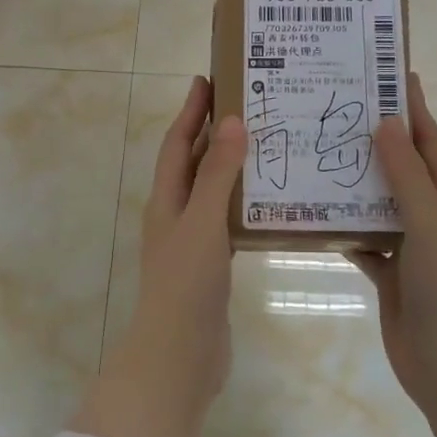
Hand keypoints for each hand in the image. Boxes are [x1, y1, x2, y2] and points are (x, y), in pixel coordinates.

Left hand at [71, 77, 244, 436]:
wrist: (179, 357)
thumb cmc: (186, 284)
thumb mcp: (203, 222)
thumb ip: (218, 174)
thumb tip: (232, 120)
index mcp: (166, 200)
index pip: (177, 143)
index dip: (190, 111)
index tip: (208, 79)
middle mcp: (176, 214)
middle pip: (194, 164)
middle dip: (213, 133)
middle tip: (248, 105)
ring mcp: (193, 242)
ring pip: (212, 191)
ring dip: (232, 166)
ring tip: (266, 145)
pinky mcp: (212, 266)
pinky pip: (227, 221)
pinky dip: (243, 203)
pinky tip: (270, 201)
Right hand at [347, 76, 436, 420]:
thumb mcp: (430, 223)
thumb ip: (407, 175)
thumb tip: (385, 123)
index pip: (429, 142)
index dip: (415, 109)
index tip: (393, 74)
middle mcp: (427, 217)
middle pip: (401, 168)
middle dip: (377, 139)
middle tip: (339, 110)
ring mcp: (408, 247)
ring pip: (377, 203)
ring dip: (354, 182)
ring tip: (318, 155)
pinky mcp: (388, 274)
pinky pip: (361, 241)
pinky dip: (342, 228)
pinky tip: (314, 215)